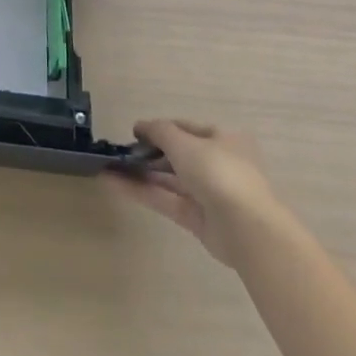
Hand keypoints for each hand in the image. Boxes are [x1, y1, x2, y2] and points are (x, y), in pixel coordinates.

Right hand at [109, 120, 284, 267]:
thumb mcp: (184, 142)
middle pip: (177, 155)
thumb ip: (159, 131)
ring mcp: (208, 194)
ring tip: (109, 167)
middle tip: (120, 153)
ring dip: (140, 173)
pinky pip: (166, 200)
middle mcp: (217, 165)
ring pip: (169, 179)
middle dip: (148, 153)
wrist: (246, 228)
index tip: (134, 132)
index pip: (186, 129)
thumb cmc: (218, 172)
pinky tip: (113, 184)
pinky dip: (141, 191)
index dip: (159, 129)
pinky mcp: (198, 219)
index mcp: (223, 140)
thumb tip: (140, 126)